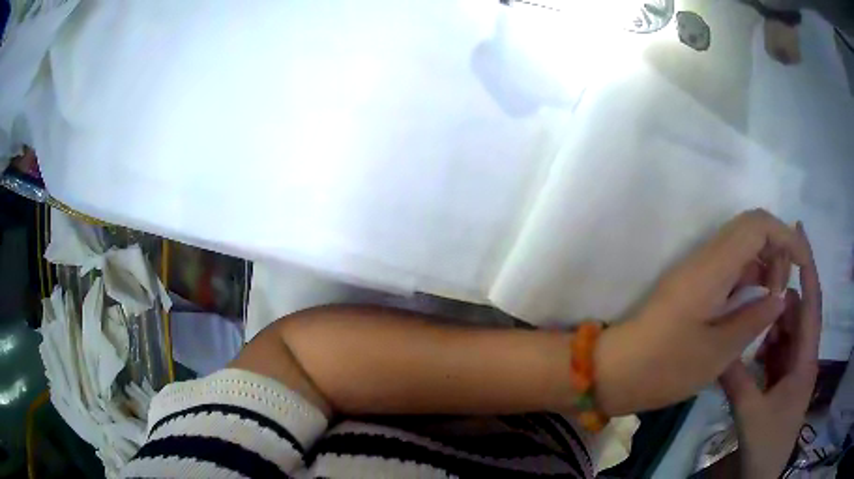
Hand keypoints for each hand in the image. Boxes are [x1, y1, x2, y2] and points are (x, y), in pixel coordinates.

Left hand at [594, 210, 815, 415]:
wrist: (614, 372)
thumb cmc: (664, 367)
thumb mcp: (717, 352)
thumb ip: (753, 319)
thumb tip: (778, 298)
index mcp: (712, 267)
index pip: (756, 224)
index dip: (785, 235)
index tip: (801, 263)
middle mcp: (705, 258)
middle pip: (750, 231)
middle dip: (776, 251)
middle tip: (780, 293)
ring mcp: (697, 271)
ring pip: (741, 249)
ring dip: (763, 265)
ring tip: (771, 301)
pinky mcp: (693, 286)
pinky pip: (729, 269)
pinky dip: (748, 279)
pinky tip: (754, 305)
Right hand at [719, 228, 820, 477]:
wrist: (763, 474)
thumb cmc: (767, 443)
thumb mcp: (751, 414)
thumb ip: (738, 380)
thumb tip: (719, 349)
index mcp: (805, 359)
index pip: (812, 304)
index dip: (808, 266)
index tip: (798, 233)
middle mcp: (803, 356)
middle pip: (798, 312)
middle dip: (783, 290)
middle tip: (762, 271)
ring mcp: (793, 368)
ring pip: (786, 330)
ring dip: (772, 319)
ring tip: (752, 309)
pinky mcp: (783, 378)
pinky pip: (777, 349)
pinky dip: (766, 341)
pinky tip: (752, 343)